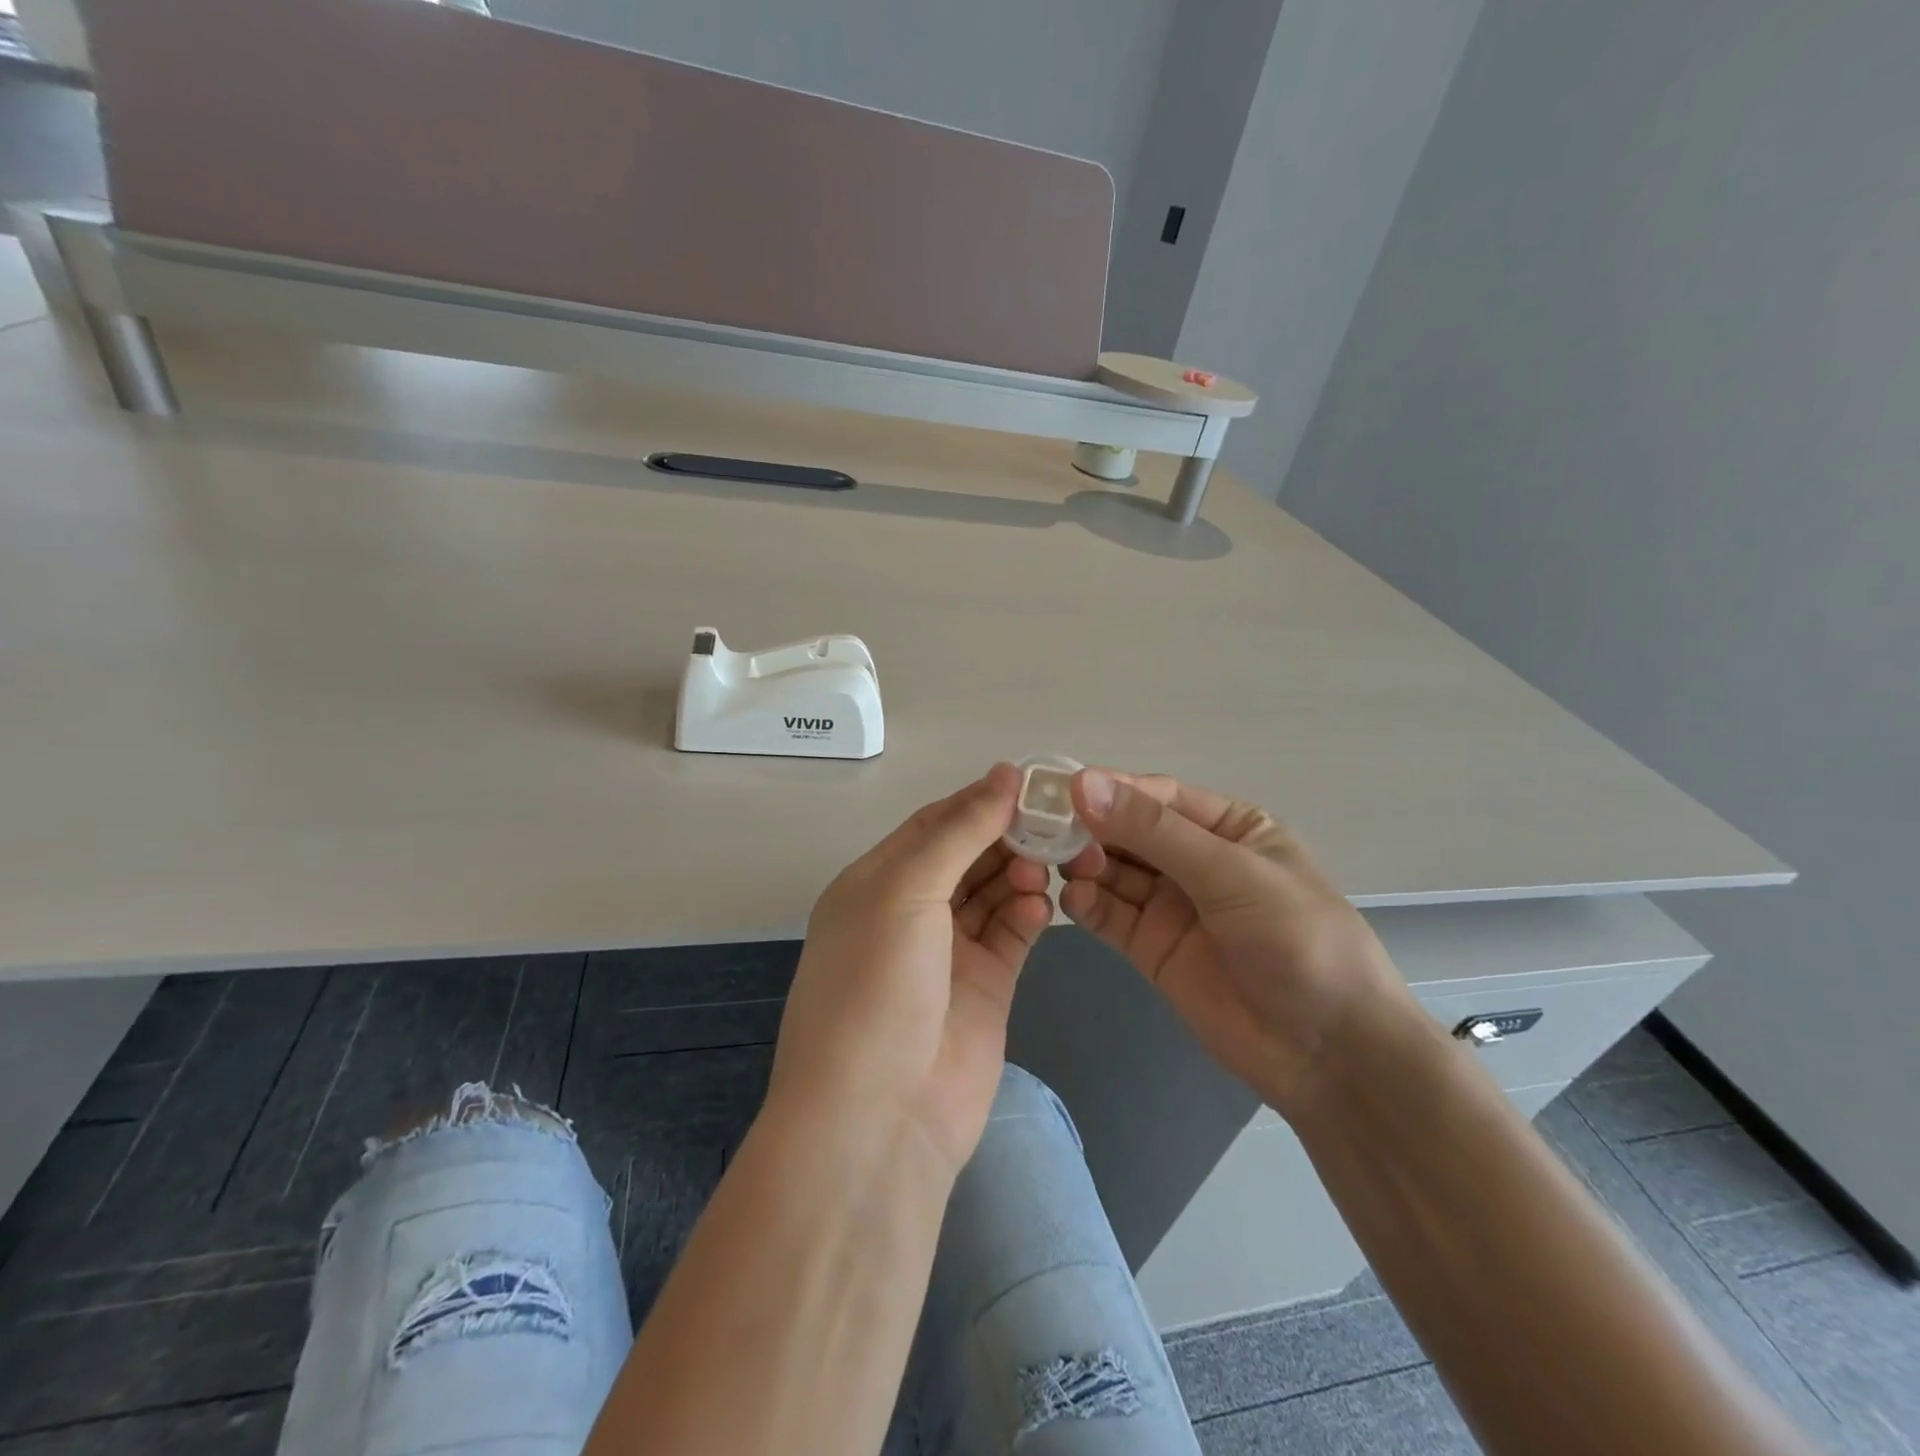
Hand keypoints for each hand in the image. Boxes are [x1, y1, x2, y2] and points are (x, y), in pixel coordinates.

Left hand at [767, 764, 1053, 1174]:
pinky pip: (1013, 932)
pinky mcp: (986, 985)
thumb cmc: (876, 987)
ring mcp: (949, 951)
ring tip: (1049, 863)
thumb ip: (957, 832)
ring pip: (993, 890)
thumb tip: (1003, 775)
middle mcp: (910, 912)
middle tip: (1054, 820)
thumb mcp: (904, 893)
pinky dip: (1030, 912)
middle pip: (966, 855)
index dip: (977, 800)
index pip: (932, 824)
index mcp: (875, 883)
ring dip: (1021, 871)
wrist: (881, 1118)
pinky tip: (1043, 904)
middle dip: (1006, 835)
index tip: (1027, 782)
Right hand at [1061, 768, 1409, 1118]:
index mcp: (1227, 827)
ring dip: (1083, 863)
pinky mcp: (1151, 947)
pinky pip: (1109, 914)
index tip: (1061, 790)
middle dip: (1090, 827)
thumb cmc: (1296, 941)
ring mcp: (1170, 905)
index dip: (1111, 789)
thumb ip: (1154, 831)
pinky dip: (1086, 903)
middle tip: (1046, 829)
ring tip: (1056, 864)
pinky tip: (1072, 898)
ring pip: (1112, 871)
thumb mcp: (1229, 873)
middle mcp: (1194, 859)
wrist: (1328, 1052)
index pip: (1157, 796)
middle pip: (1127, 831)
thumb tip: (1083, 783)